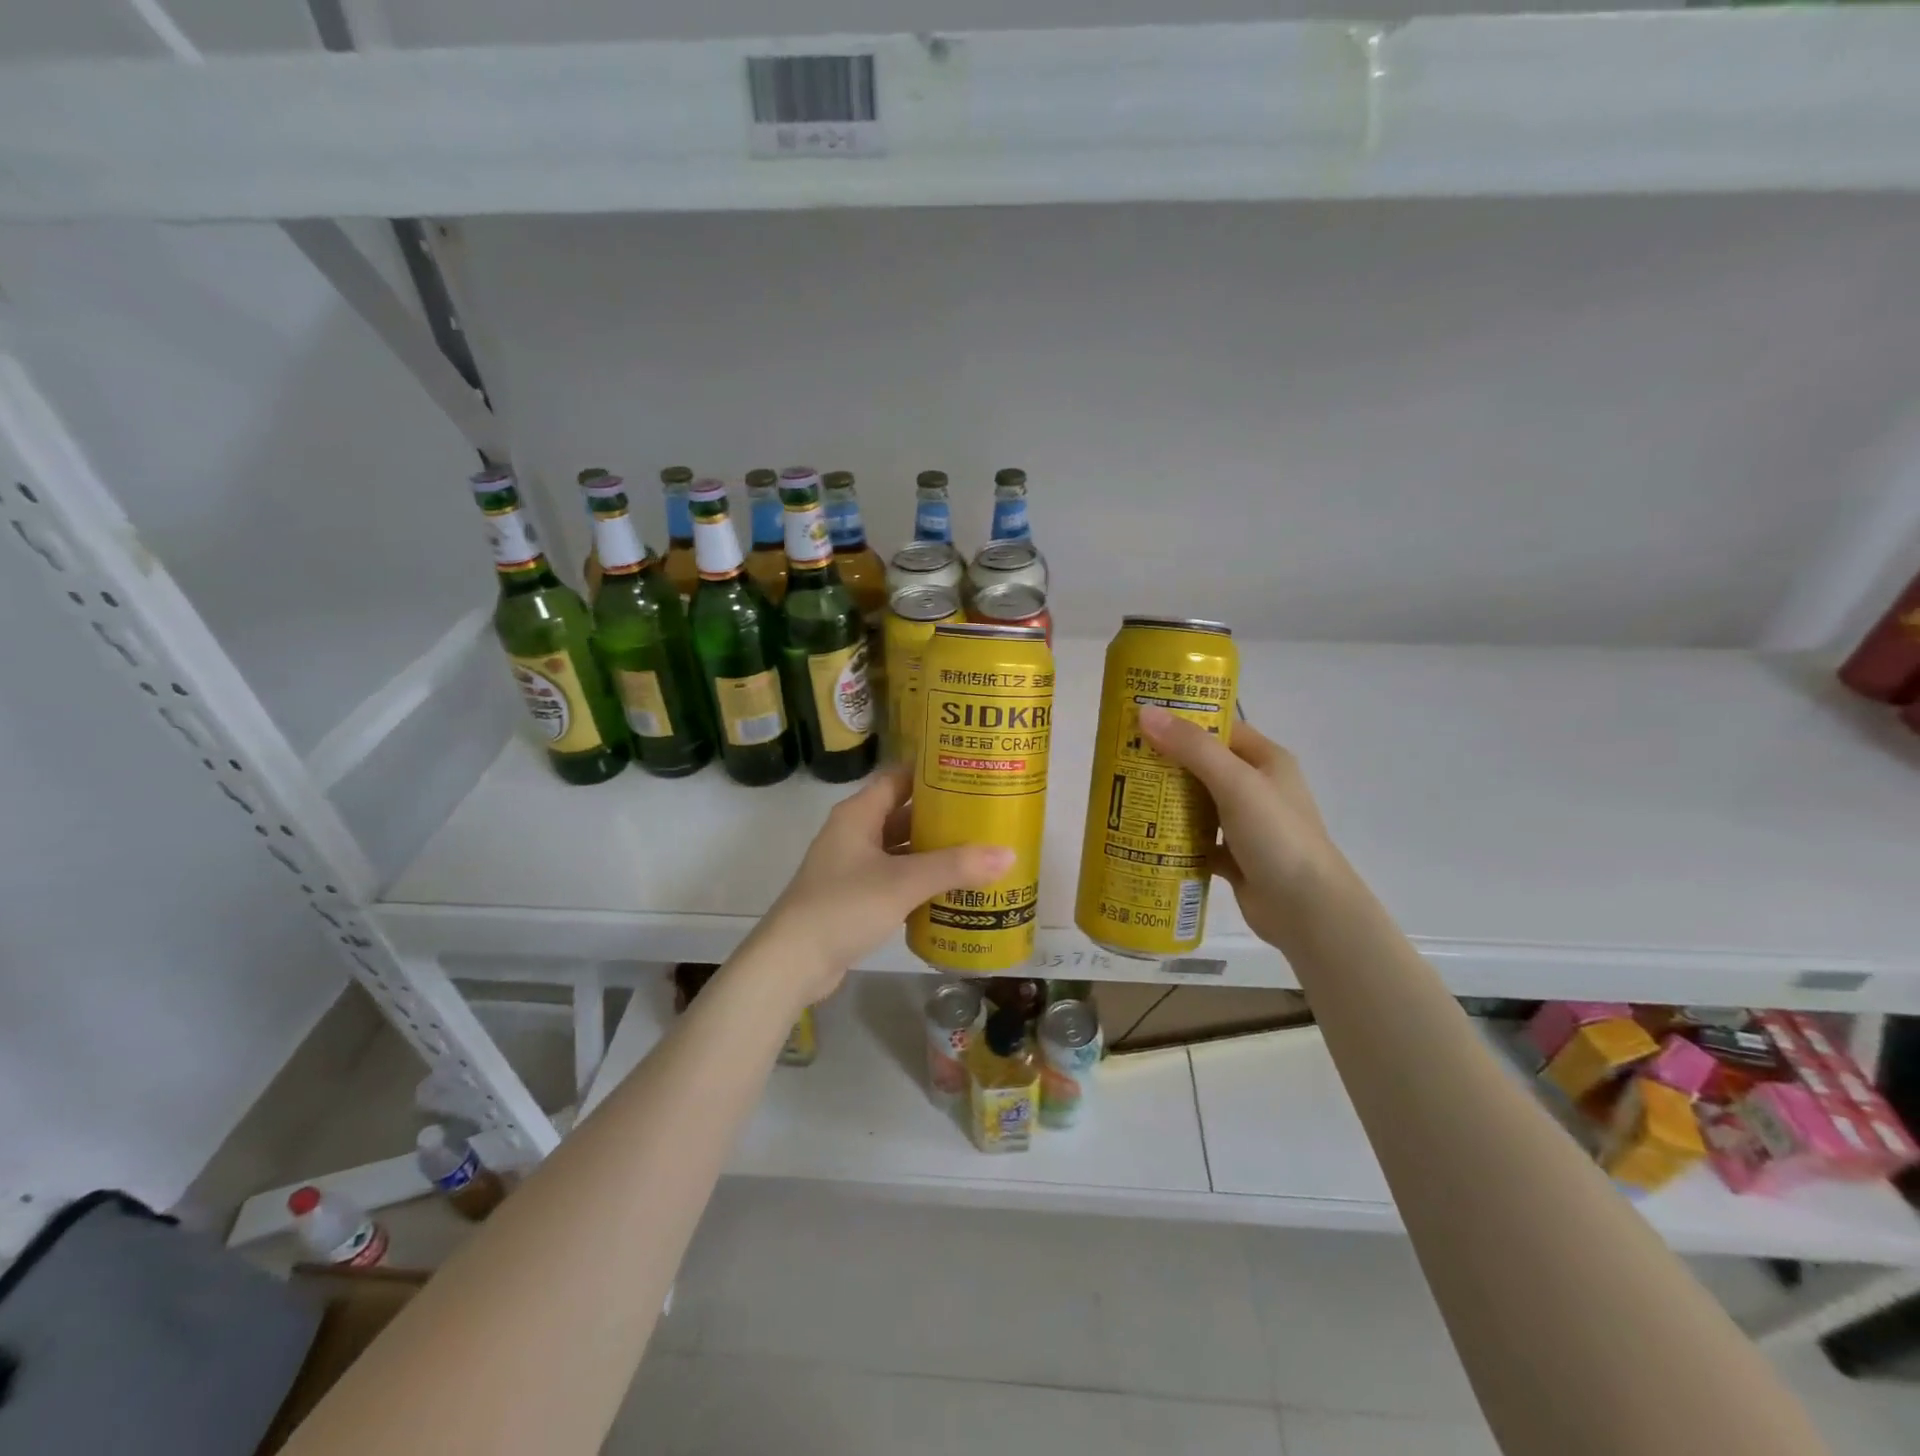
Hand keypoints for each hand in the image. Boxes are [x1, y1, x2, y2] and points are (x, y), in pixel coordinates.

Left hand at [749, 765, 1014, 1007]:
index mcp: (858, 814)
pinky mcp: (854, 897)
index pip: (898, 777)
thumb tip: (1008, 854)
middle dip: (941, 816)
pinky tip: (952, 890)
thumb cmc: (844, 906)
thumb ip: (955, 867)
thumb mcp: (903, 882)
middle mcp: (854, 833)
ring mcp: (852, 867)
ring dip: (933, 851)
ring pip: (900, 849)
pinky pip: (895, 878)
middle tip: (985, 815)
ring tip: (978, 851)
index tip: (970, 773)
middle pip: (903, 814)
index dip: (931, 773)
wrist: (793, 961)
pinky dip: (920, 881)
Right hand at [1136, 706, 1349, 951]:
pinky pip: (1196, 840)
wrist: (1307, 910)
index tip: (1140, 719)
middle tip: (1121, 759)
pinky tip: (1143, 838)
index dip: (1183, 721)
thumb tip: (1145, 712)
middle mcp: (1257, 788)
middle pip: (1203, 766)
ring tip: (1125, 795)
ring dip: (1166, 801)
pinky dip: (1174, 840)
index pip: (1220, 728)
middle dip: (1166, 763)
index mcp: (1266, 760)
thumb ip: (1192, 748)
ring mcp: (1245, 825)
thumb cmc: (1276, 836)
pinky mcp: (1234, 857)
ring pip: (1198, 804)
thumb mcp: (1235, 783)